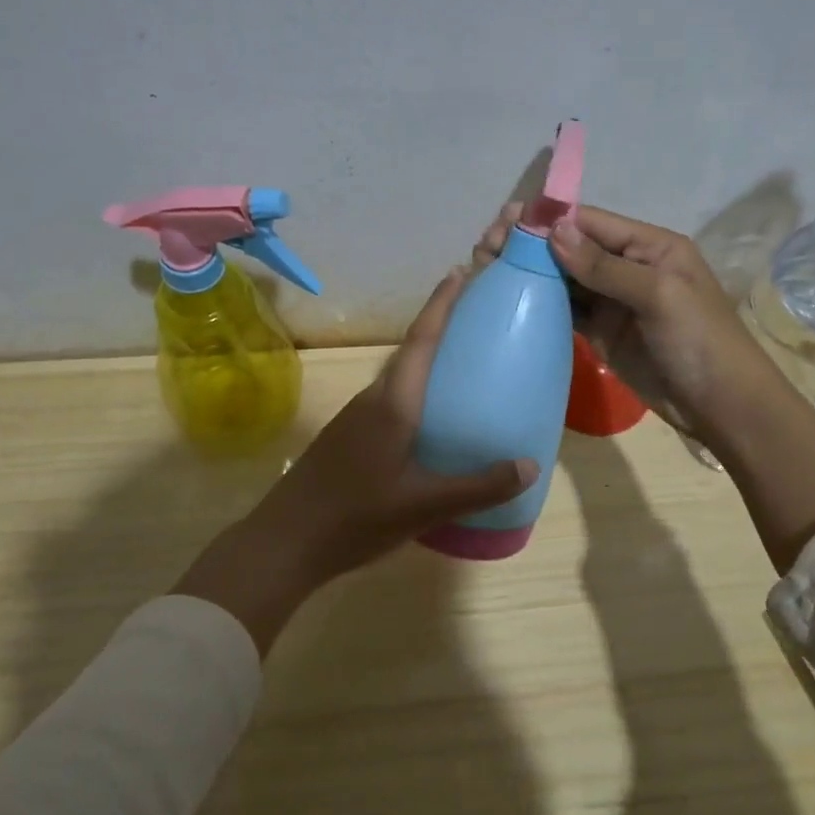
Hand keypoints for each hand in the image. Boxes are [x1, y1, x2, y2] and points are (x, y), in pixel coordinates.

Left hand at [174, 268, 537, 653]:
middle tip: (475, 319)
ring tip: (461, 366)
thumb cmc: (356, 516)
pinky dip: (414, 393)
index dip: (441, 305)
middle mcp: (372, 400)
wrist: (285, 542)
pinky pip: (389, 402)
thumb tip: (529, 465)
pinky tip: (429, 420)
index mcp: (393, 404)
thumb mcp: (424, 505)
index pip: (421, 341)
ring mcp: (355, 419)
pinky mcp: (347, 438)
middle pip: (409, 353)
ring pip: (397, 379)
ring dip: (425, 362)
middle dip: (439, 328)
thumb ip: (478, 486)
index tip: (460, 272)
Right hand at [474, 202, 774, 448]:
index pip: (591, 222)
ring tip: (486, 268)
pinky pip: (566, 310)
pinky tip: (509, 298)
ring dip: (529, 272)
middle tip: (486, 247)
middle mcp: (627, 267)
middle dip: (530, 244)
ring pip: (564, 278)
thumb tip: (554, 231)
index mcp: (649, 246)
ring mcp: (612, 301)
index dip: (549, 220)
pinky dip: (540, 303)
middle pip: (571, 248)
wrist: (720, 405)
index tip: (506, 221)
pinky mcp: (601, 332)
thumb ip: (605, 265)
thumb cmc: (699, 340)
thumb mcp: (659, 294)